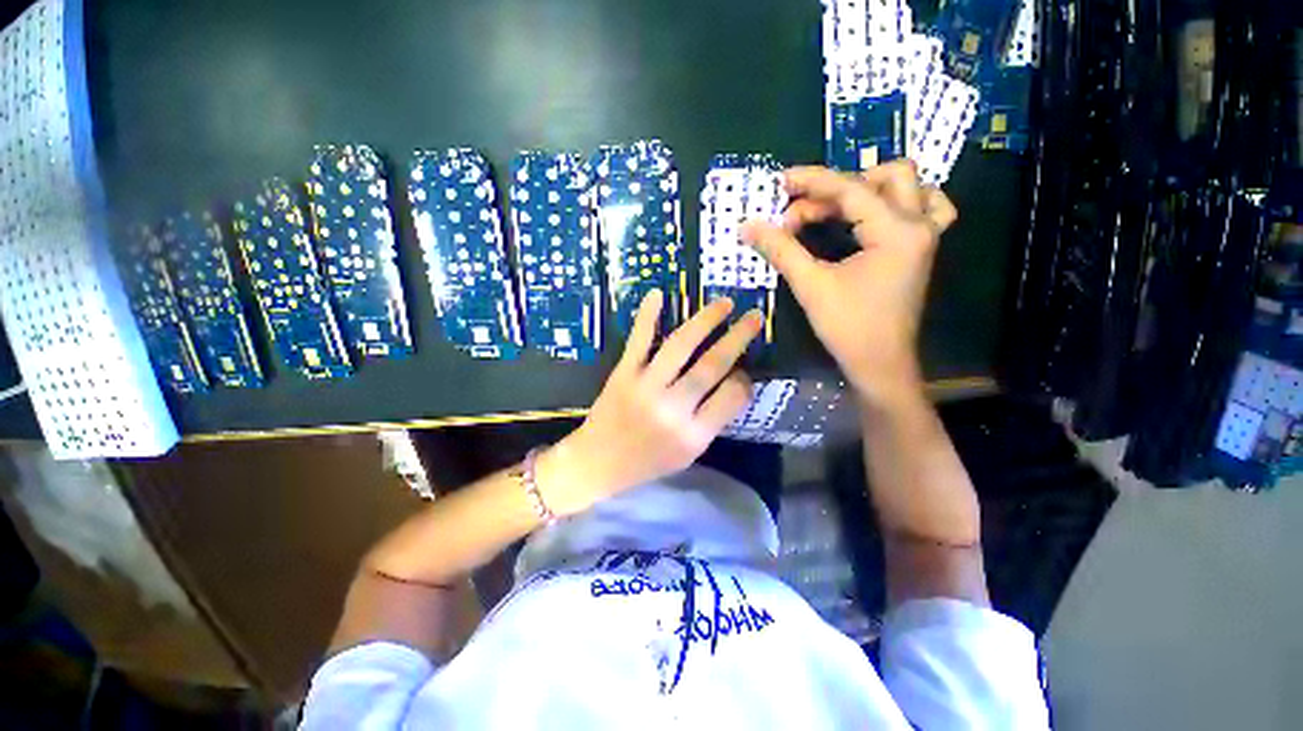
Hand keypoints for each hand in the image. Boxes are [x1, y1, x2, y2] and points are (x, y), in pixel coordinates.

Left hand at [538, 290, 762, 515]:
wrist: (597, 463)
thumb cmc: (647, 462)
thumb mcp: (689, 454)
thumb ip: (713, 420)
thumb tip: (735, 380)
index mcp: (692, 435)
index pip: (732, 396)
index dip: (744, 379)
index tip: (744, 369)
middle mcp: (672, 409)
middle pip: (712, 365)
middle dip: (738, 337)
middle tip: (754, 317)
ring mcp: (645, 387)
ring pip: (680, 345)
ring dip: (706, 320)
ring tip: (725, 303)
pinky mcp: (623, 373)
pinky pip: (639, 340)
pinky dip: (648, 316)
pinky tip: (658, 294)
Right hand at [741, 162, 957, 405]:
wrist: (879, 364)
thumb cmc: (847, 327)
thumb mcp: (810, 285)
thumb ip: (781, 249)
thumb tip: (749, 226)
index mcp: (896, 231)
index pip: (850, 190)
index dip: (812, 182)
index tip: (780, 181)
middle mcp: (918, 225)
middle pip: (886, 176)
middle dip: (840, 187)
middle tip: (804, 211)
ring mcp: (926, 236)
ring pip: (911, 186)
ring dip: (872, 187)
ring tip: (837, 206)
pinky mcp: (920, 250)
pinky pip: (926, 208)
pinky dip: (899, 201)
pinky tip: (874, 214)